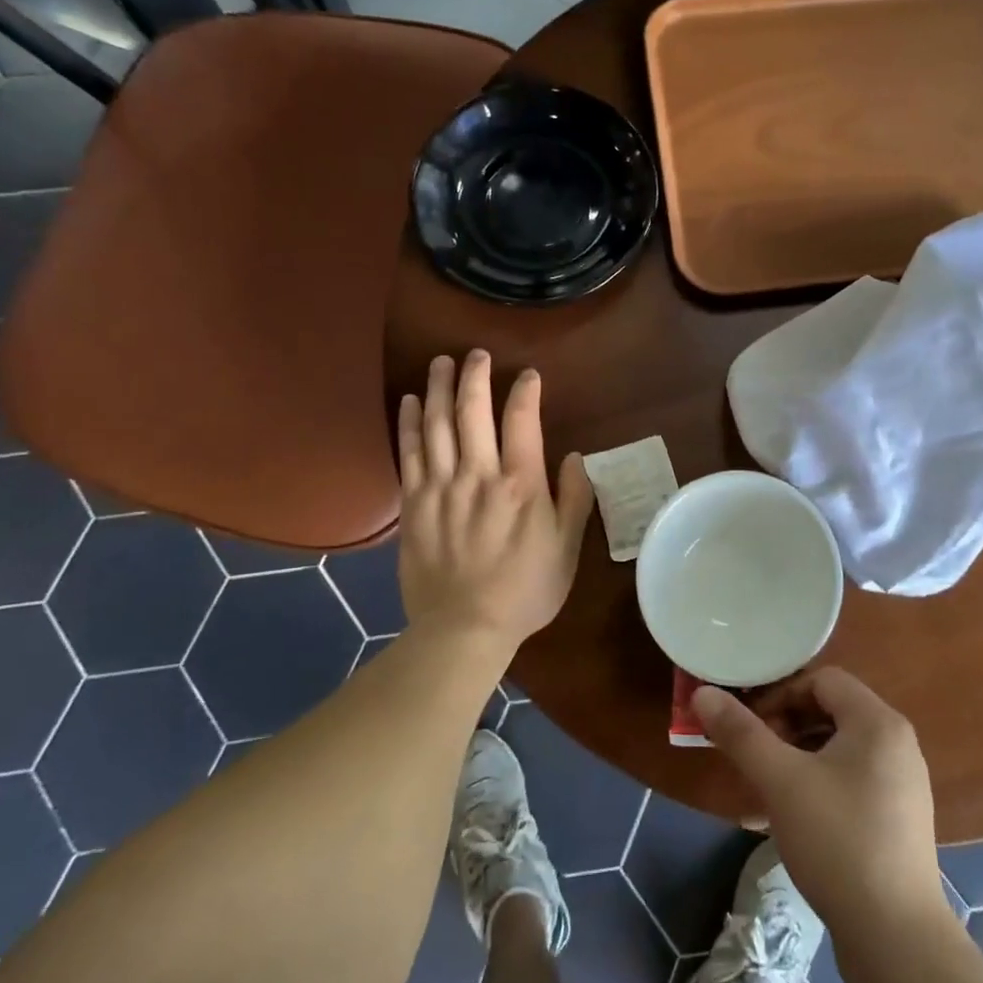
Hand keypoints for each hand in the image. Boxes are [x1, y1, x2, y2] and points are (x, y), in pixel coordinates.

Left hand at [396, 351, 594, 647]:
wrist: (464, 628)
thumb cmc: (525, 590)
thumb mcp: (567, 549)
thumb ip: (574, 499)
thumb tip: (574, 457)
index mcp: (521, 484)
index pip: (522, 420)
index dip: (525, 391)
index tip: (528, 375)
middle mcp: (479, 475)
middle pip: (473, 411)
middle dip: (475, 376)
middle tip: (476, 354)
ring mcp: (441, 487)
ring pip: (437, 424)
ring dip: (438, 388)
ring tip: (440, 362)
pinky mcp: (414, 504)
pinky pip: (408, 453)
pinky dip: (408, 423)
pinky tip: (409, 402)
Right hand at [694, 668, 946, 934]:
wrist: (897, 939)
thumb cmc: (837, 841)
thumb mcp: (780, 781)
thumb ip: (740, 733)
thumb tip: (702, 693)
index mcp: (878, 722)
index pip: (822, 680)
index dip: (779, 694)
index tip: (749, 726)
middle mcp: (897, 744)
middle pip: (830, 712)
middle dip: (784, 727)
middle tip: (752, 755)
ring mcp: (901, 785)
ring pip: (838, 750)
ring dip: (796, 758)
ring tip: (764, 788)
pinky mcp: (897, 821)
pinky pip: (850, 782)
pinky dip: (817, 785)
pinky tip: (790, 819)